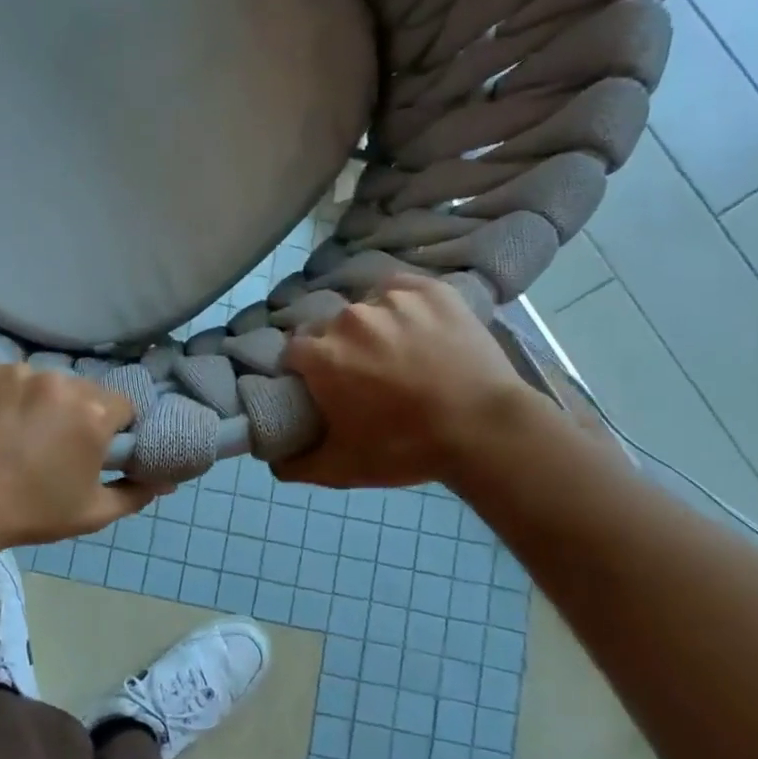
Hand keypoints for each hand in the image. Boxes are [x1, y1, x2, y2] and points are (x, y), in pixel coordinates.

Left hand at [0, 359, 156, 548]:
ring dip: (31, 399)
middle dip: (70, 411)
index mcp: (92, 411)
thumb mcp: (90, 513)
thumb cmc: (28, 513)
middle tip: (46, 443)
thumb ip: (134, 493)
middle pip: (77, 389)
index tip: (89, 447)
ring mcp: (14, 370)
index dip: (109, 427)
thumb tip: (166, 481)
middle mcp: (58, 380)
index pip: (119, 405)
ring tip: (7, 432)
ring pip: (36, 379)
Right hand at [278, 275, 543, 489]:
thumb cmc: (407, 448)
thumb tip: (272, 459)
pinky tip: (418, 328)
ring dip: (372, 328)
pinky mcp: (427, 290)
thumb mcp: (343, 468)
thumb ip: (296, 464)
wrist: (485, 429)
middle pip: (328, 328)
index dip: (305, 371)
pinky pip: (400, 290)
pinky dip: (403, 305)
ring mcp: (390, 300)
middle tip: (365, 375)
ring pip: (365, 309)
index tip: (323, 387)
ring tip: (399, 354)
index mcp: (320, 355)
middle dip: (338, 348)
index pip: (293, 352)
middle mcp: (347, 319)